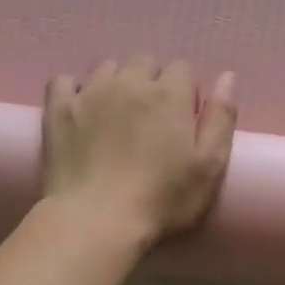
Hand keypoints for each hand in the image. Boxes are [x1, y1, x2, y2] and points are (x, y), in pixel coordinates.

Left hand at [43, 58, 237, 248]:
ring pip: (108, 68)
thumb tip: (226, 77)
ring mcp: (89, 93)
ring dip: (117, 83)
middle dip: (152, 83)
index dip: (186, 92)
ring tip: (117, 117)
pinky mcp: (58, 110)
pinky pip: (64, 81)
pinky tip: (81, 111)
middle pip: (145, 63)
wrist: (96, 221)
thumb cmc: (162, 200)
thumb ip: (221, 118)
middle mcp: (129, 83)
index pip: (182, 69)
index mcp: (169, 95)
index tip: (183, 121)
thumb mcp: (210, 167)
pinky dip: (75, 90)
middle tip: (152, 121)